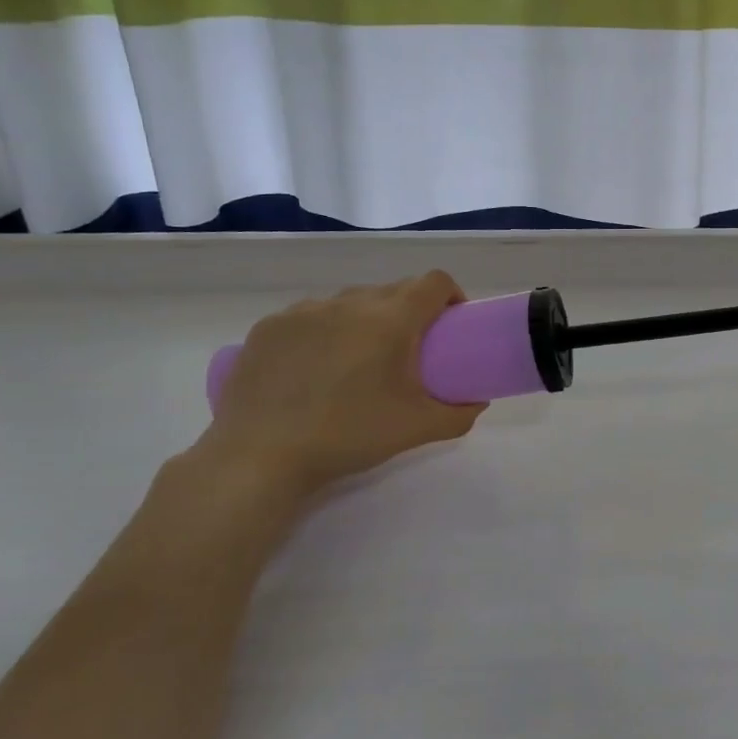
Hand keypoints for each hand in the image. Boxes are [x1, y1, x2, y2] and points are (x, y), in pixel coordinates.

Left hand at [192, 272, 486, 502]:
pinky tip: (315, 368)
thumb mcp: (417, 429)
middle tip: (409, 352)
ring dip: (366, 319)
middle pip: (393, 290)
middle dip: (409, 312)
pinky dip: (325, 331)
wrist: (261, 456)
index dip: (451, 295)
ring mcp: (303, 311)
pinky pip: (311, 316)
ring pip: (350, 301)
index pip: (434, 282)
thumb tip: (477, 402)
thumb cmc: (349, 435)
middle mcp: (349, 303)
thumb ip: (459, 414)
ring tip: (358, 360)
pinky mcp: (269, 326)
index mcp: (391, 320)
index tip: (452, 323)